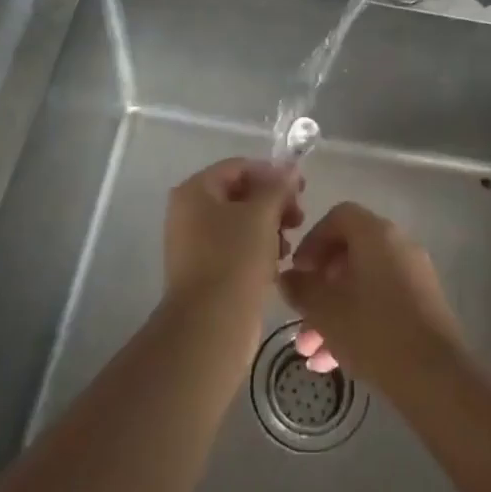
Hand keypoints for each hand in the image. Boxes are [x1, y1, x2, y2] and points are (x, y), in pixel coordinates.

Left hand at [164, 158, 303, 314]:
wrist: (211, 324)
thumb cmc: (235, 258)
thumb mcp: (262, 215)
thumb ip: (278, 187)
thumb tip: (291, 169)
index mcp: (195, 190)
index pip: (239, 167)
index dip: (272, 173)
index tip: (302, 189)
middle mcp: (188, 211)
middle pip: (239, 194)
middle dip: (273, 203)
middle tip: (299, 218)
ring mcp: (193, 242)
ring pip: (240, 222)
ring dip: (268, 227)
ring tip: (288, 245)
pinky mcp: (204, 270)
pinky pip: (234, 247)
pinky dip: (257, 249)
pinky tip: (276, 263)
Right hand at [278, 202, 463, 388]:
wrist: (435, 376)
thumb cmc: (373, 330)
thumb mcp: (325, 310)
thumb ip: (301, 289)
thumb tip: (288, 278)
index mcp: (376, 234)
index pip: (338, 217)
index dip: (312, 241)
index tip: (297, 272)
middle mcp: (398, 246)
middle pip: (349, 254)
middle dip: (319, 288)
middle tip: (298, 315)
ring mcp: (414, 276)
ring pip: (362, 285)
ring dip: (332, 313)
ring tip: (309, 351)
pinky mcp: (423, 307)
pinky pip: (381, 303)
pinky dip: (356, 323)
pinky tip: (331, 362)